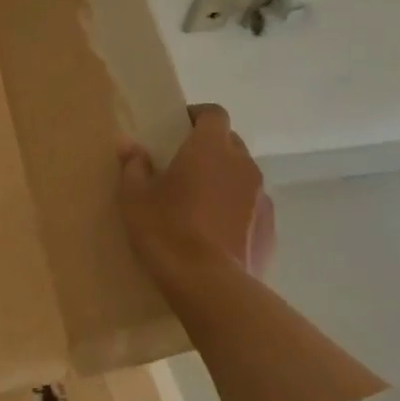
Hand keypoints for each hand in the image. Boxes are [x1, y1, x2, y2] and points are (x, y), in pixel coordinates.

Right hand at [118, 104, 273, 294]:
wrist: (211, 286)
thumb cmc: (167, 231)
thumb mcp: (134, 198)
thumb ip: (133, 166)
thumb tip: (128, 144)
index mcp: (210, 149)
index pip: (214, 114)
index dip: (197, 116)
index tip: (178, 128)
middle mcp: (243, 165)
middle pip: (230, 143)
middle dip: (210, 148)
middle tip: (183, 167)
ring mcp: (262, 198)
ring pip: (242, 176)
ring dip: (224, 180)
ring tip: (200, 203)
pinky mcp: (271, 229)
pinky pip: (252, 207)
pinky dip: (236, 210)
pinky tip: (216, 233)